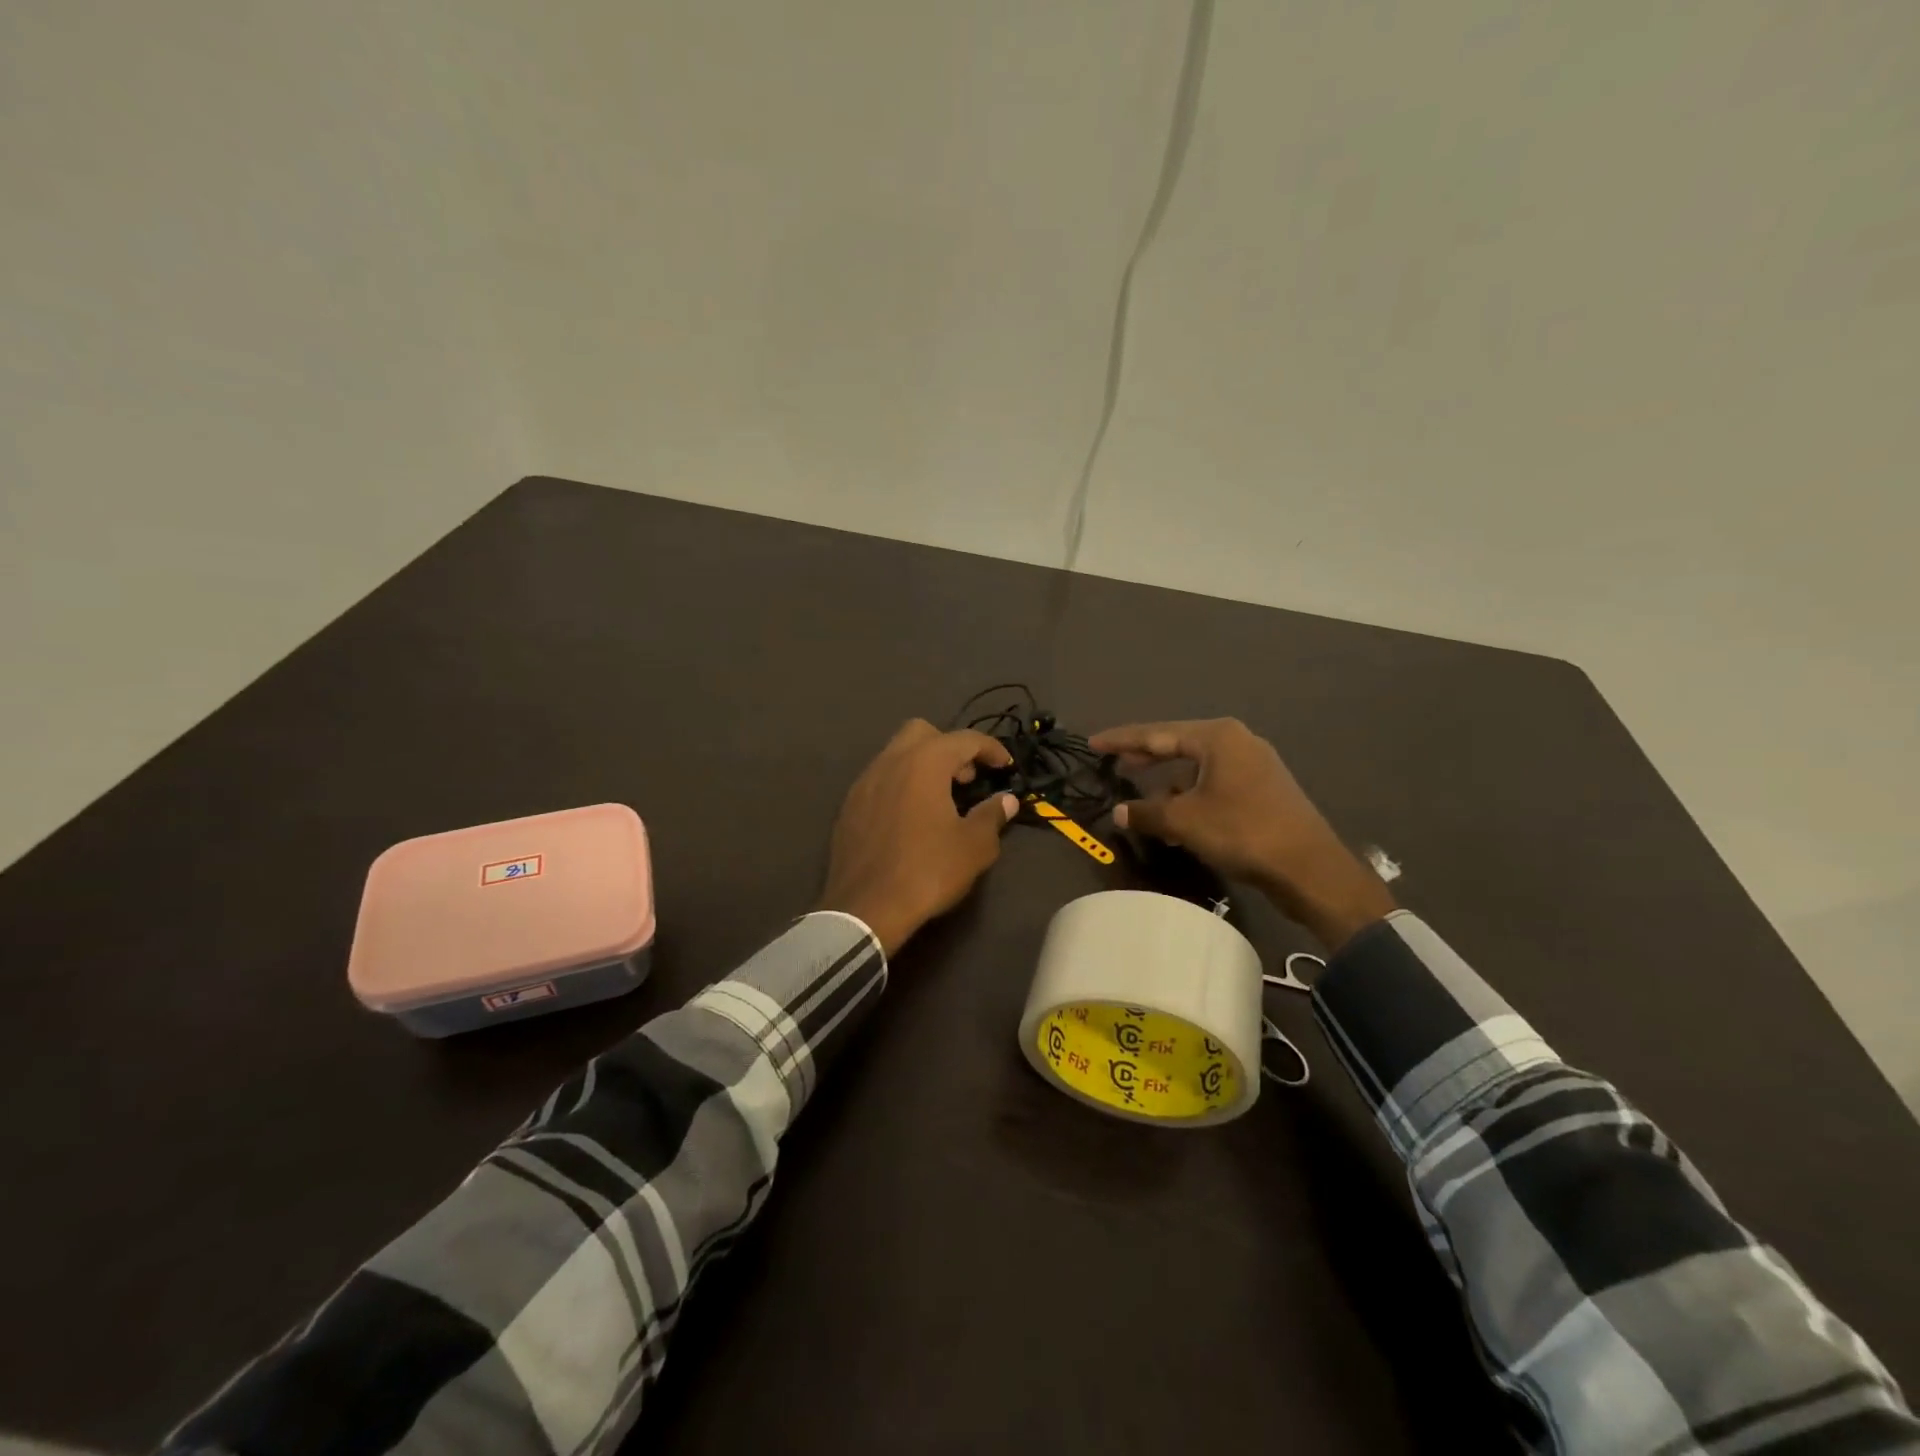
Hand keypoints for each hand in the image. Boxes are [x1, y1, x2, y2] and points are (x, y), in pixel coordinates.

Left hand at [819, 720, 1019, 956]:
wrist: (865, 908)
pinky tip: (911, 818)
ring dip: (923, 766)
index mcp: (924, 762)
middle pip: (923, 733)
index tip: (1005, 767)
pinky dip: (901, 785)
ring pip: (897, 754)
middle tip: (966, 779)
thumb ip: (992, 815)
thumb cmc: (927, 871)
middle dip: (949, 748)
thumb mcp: (973, 846)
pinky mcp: (849, 806)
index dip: (991, 749)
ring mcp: (864, 782)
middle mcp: (890, 761)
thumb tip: (1006, 800)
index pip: (964, 739)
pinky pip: (880, 779)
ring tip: (941, 800)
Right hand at [1089, 718, 1394, 947]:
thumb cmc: (1242, 832)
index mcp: (1217, 737)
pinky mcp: (1263, 789)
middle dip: (1145, 756)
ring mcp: (1254, 765)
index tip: (1093, 744)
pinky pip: (1214, 783)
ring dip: (1168, 782)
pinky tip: (1177, 817)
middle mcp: (1237, 741)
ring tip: (1142, 796)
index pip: (1157, 733)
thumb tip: (1118, 812)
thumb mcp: (1185, 821)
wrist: (1309, 868)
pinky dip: (1191, 795)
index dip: (1122, 740)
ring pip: (1197, 767)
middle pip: (1178, 745)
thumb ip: (1146, 812)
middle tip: (1114, 763)